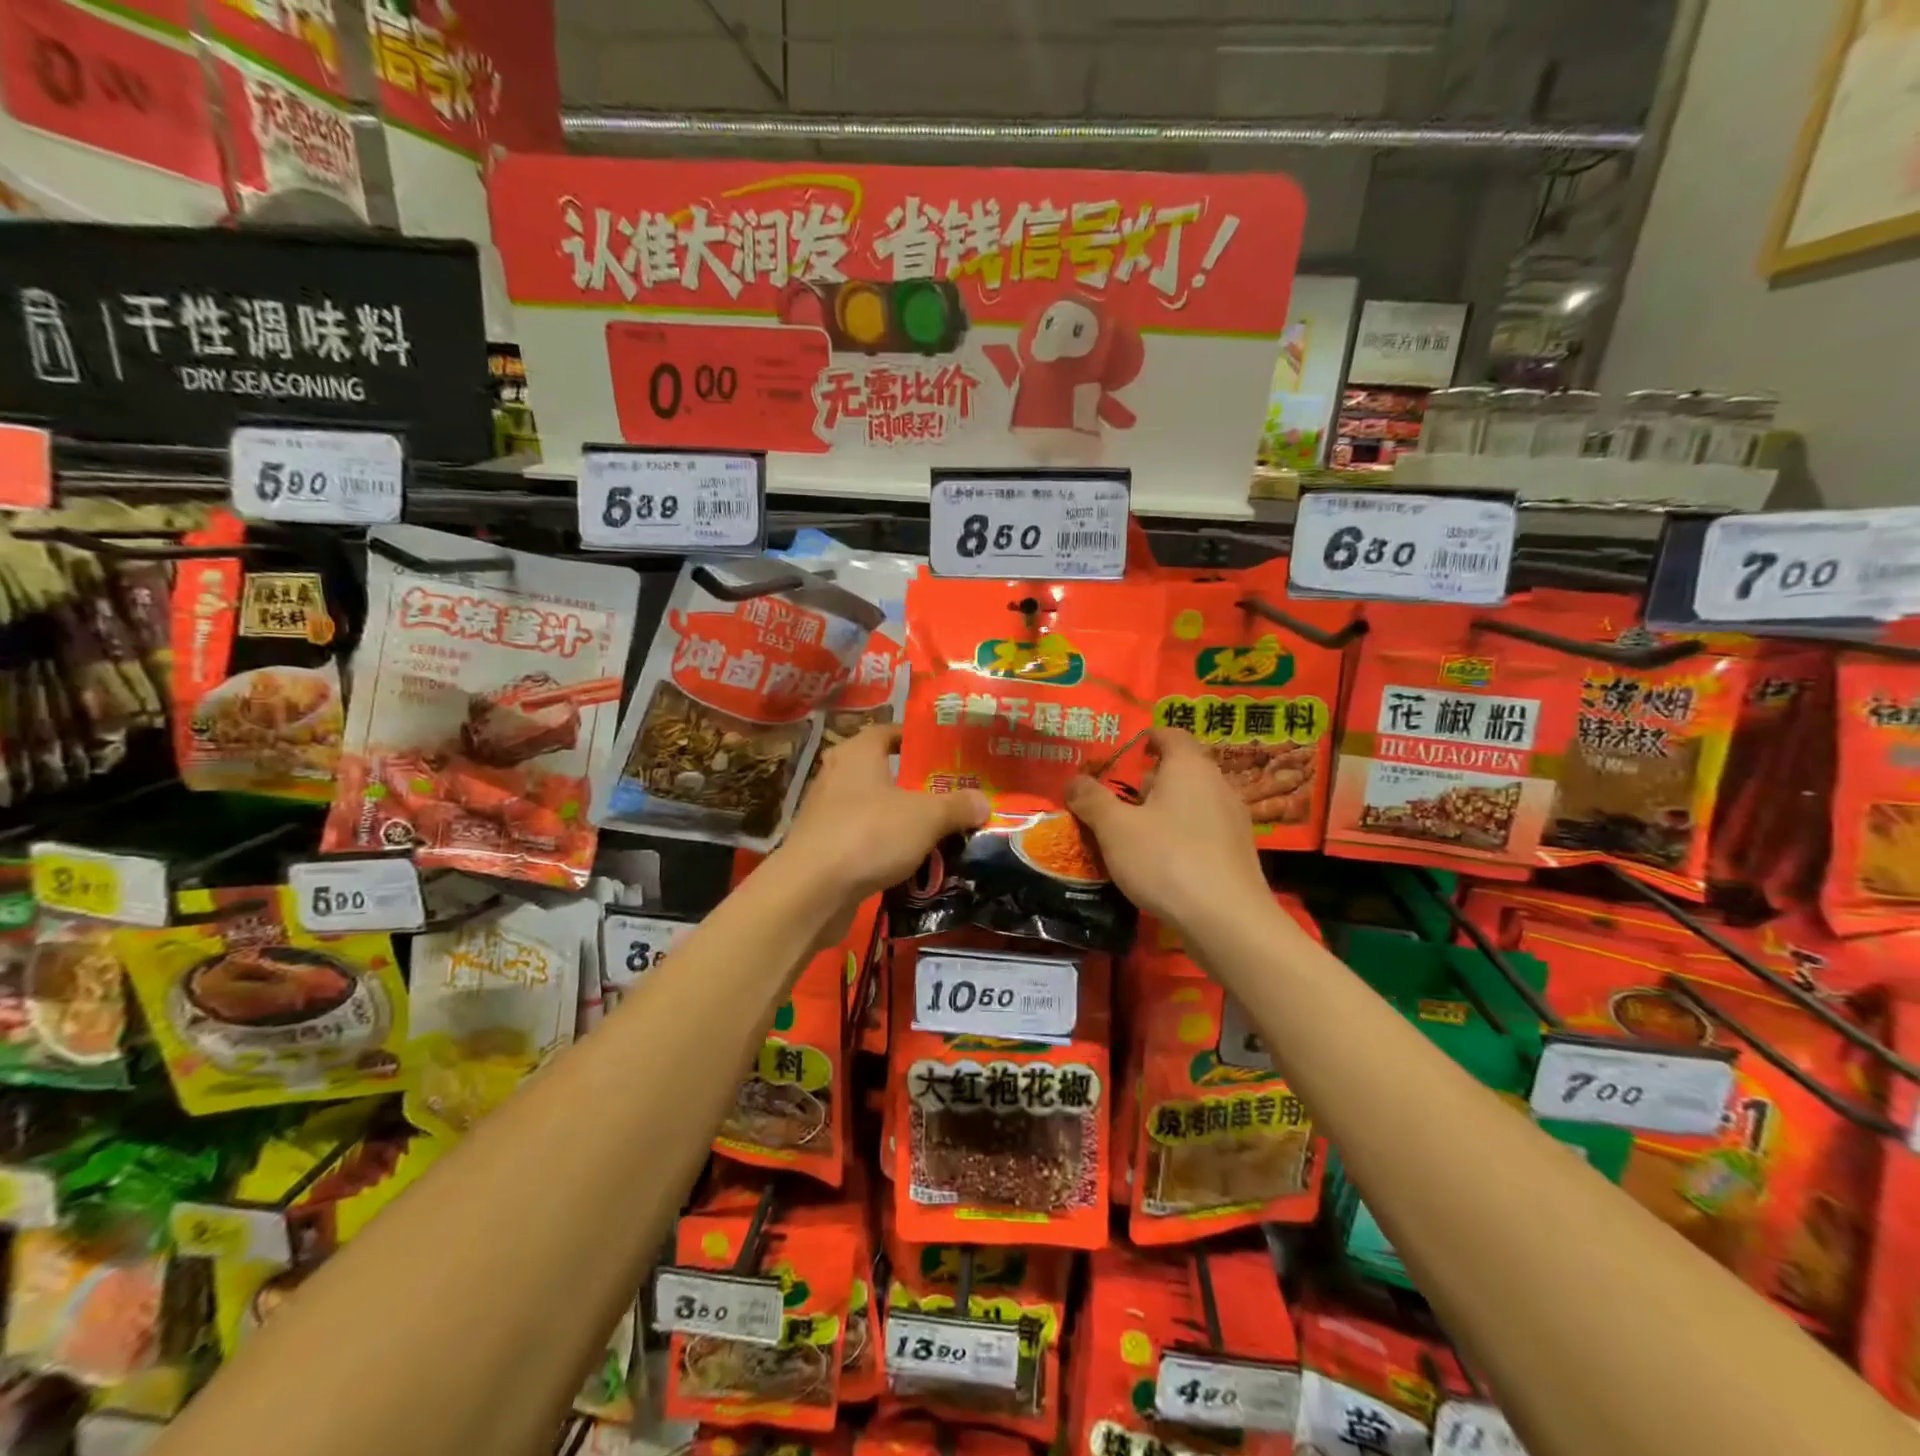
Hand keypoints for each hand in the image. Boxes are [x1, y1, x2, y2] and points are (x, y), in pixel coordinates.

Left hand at [779, 724, 988, 903]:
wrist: (812, 891)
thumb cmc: (869, 834)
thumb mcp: (927, 817)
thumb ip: (957, 806)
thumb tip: (984, 802)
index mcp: (858, 752)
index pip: (889, 731)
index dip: (917, 738)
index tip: (947, 752)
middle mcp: (838, 774)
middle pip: (883, 771)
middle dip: (915, 783)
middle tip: (951, 793)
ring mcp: (826, 812)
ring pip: (874, 807)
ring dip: (901, 818)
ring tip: (938, 829)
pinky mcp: (823, 846)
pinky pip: (863, 838)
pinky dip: (885, 846)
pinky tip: (910, 861)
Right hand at [1064, 727, 1269, 935]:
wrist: (1227, 920)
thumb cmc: (1167, 860)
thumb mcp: (1115, 828)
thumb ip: (1092, 800)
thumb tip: (1073, 780)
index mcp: (1189, 767)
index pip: (1171, 735)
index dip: (1147, 739)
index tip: (1126, 752)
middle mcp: (1217, 784)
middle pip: (1181, 769)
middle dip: (1149, 780)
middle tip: (1119, 799)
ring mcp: (1233, 819)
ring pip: (1192, 802)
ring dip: (1165, 810)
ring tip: (1135, 833)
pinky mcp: (1238, 852)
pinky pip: (1203, 830)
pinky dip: (1181, 834)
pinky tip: (1162, 861)